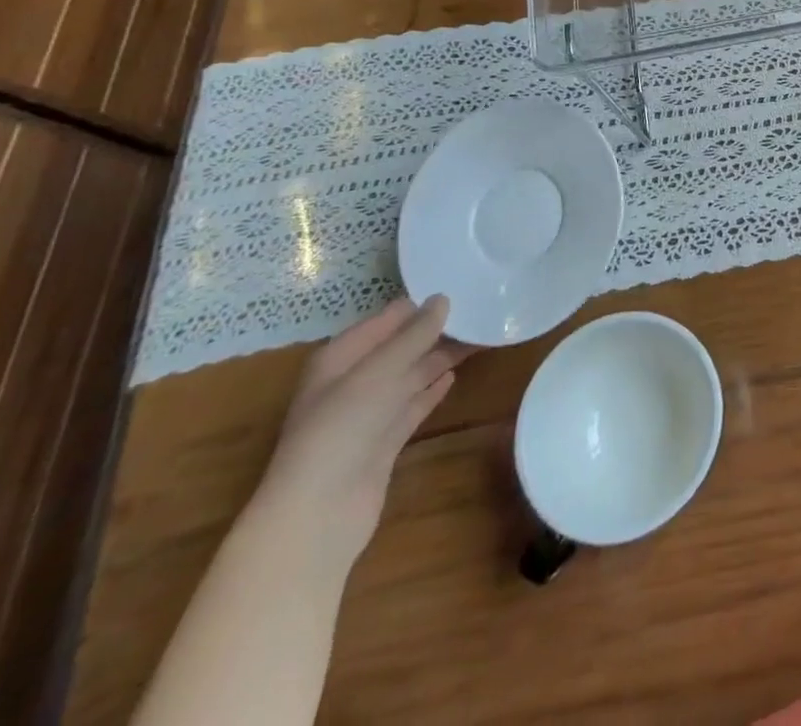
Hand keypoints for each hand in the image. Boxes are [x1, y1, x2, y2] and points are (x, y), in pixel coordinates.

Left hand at [254, 295, 468, 576]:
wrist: (318, 513)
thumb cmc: (342, 428)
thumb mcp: (380, 371)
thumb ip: (414, 334)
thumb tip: (442, 299)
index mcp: (340, 358)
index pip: (386, 320)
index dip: (420, 305)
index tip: (461, 287)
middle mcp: (352, 381)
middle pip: (400, 347)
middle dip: (436, 331)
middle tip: (481, 311)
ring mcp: (368, 414)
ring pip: (411, 374)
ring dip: (441, 357)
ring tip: (481, 337)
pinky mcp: (384, 441)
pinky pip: (413, 404)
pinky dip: (433, 389)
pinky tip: (455, 375)